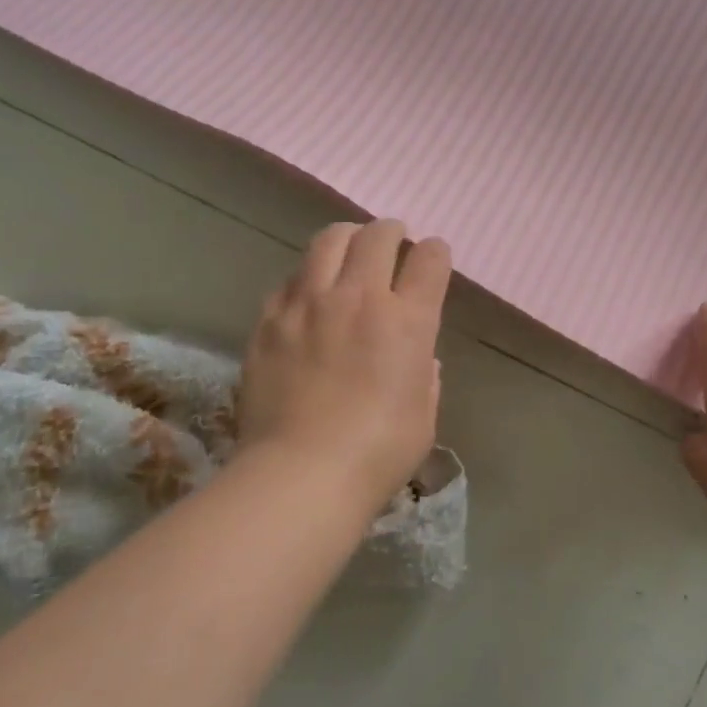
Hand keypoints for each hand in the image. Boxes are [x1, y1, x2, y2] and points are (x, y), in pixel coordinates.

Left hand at [238, 219, 451, 501]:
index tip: (432, 258)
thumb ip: (425, 377)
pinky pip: (290, 278)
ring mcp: (310, 304)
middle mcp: (360, 298)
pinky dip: (307, 277)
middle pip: (378, 235)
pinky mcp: (270, 319)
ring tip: (349, 249)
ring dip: (348, 238)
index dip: (435, 253)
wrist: (300, 475)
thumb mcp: (423, 417)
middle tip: (392, 241)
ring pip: (329, 241)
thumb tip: (418, 359)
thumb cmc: (377, 454)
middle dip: (392, 231)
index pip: (430, 260)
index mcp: (408, 321)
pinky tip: (309, 294)